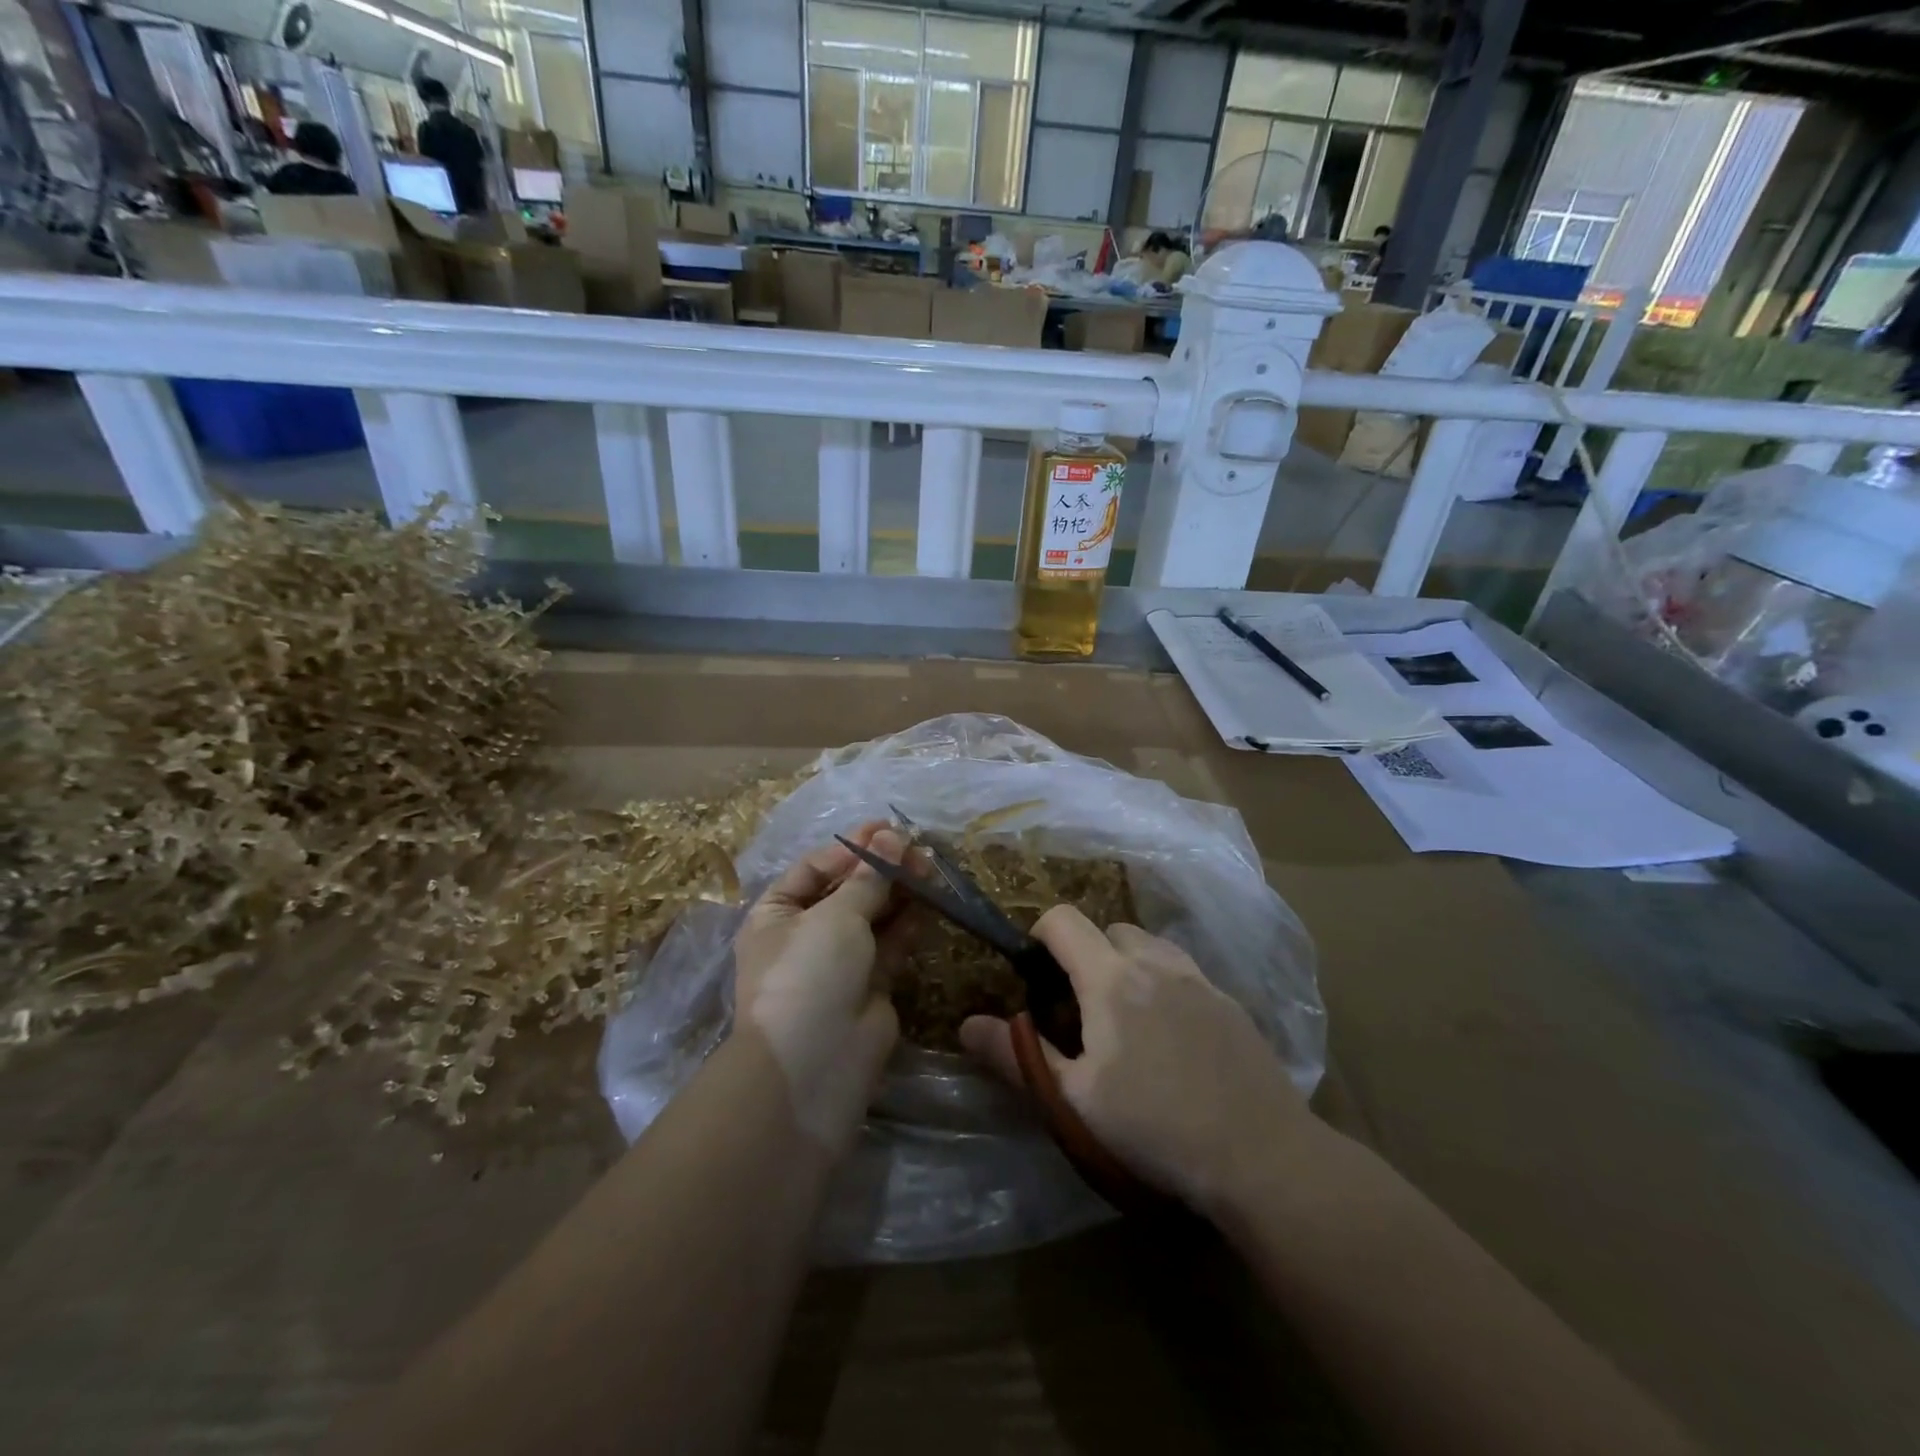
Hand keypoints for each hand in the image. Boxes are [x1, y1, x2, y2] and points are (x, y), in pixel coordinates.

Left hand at [730, 824, 905, 1152]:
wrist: (815, 1063)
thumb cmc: (810, 972)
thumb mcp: (836, 915)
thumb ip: (870, 877)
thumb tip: (894, 837)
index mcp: (777, 914)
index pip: (816, 868)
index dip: (852, 847)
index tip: (888, 829)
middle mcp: (805, 935)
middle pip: (847, 890)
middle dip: (880, 867)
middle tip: (917, 847)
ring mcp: (838, 962)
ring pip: (873, 916)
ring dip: (899, 891)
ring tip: (930, 865)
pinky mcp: (870, 985)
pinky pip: (890, 944)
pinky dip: (909, 923)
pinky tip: (931, 900)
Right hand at [960, 906, 1309, 1214]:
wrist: (1262, 1155)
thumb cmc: (1155, 1126)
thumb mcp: (1075, 1099)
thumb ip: (1019, 1056)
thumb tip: (966, 1024)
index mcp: (1110, 978)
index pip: (1064, 920)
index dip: (1040, 934)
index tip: (1035, 975)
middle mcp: (1155, 963)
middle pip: (1108, 929)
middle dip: (1085, 953)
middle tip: (1080, 1007)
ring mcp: (1198, 979)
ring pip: (1150, 945)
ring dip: (1127, 963)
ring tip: (1125, 1018)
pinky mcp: (1229, 1002)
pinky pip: (1184, 971)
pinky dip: (1164, 983)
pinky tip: (1172, 1037)